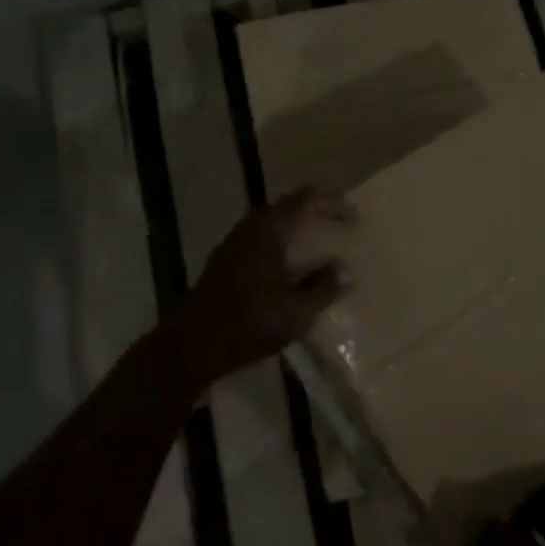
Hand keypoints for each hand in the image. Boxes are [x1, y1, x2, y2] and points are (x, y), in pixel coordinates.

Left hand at [167, 187, 354, 385]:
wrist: (191, 346)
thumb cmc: (249, 323)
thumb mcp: (296, 311)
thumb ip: (323, 288)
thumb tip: (345, 269)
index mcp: (269, 231)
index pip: (305, 199)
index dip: (332, 203)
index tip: (353, 218)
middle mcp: (249, 229)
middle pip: (286, 207)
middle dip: (314, 212)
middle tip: (337, 225)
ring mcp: (232, 245)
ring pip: (270, 224)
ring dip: (295, 229)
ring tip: (317, 246)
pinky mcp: (223, 263)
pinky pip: (259, 241)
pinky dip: (280, 245)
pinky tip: (289, 269)